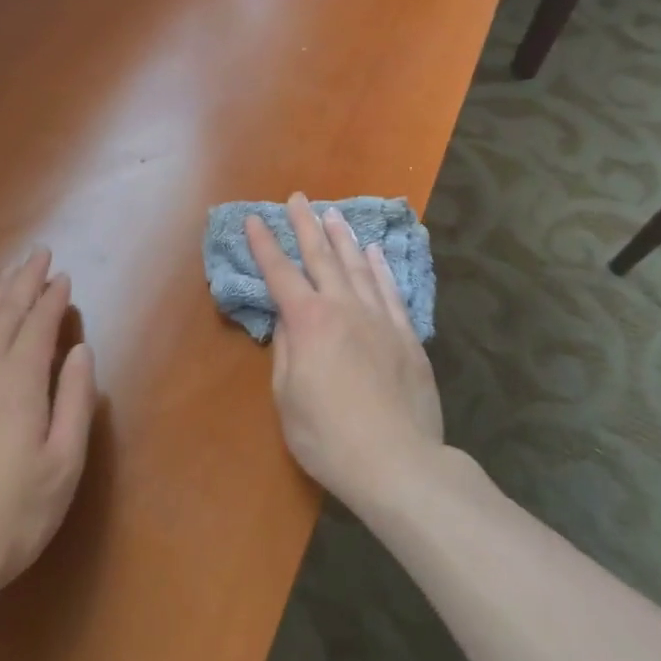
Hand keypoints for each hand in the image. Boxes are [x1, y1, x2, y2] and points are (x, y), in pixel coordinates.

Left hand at [0, 248, 96, 612]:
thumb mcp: (63, 464)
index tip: (63, 276)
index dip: (52, 297)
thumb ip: (75, 400)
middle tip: (38, 254)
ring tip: (8, 276)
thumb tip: (79, 350)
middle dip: (23, 281)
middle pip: (4, 313)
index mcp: (18, 380)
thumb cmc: (11, 516)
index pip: (39, 323)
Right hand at [245, 194, 443, 509]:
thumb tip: (288, 317)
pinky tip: (375, 252)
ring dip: (343, 238)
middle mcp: (343, 308)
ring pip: (359, 266)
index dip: (264, 245)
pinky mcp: (406, 335)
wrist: (397, 462)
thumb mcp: (288, 397)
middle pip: (321, 257)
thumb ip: (287, 350)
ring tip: (333, 214)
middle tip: (298, 198)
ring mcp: (379, 318)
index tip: (254, 219)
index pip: (280, 274)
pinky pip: (390, 290)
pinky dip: (381, 267)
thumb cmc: (328, 436)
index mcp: (309, 322)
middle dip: (306, 225)